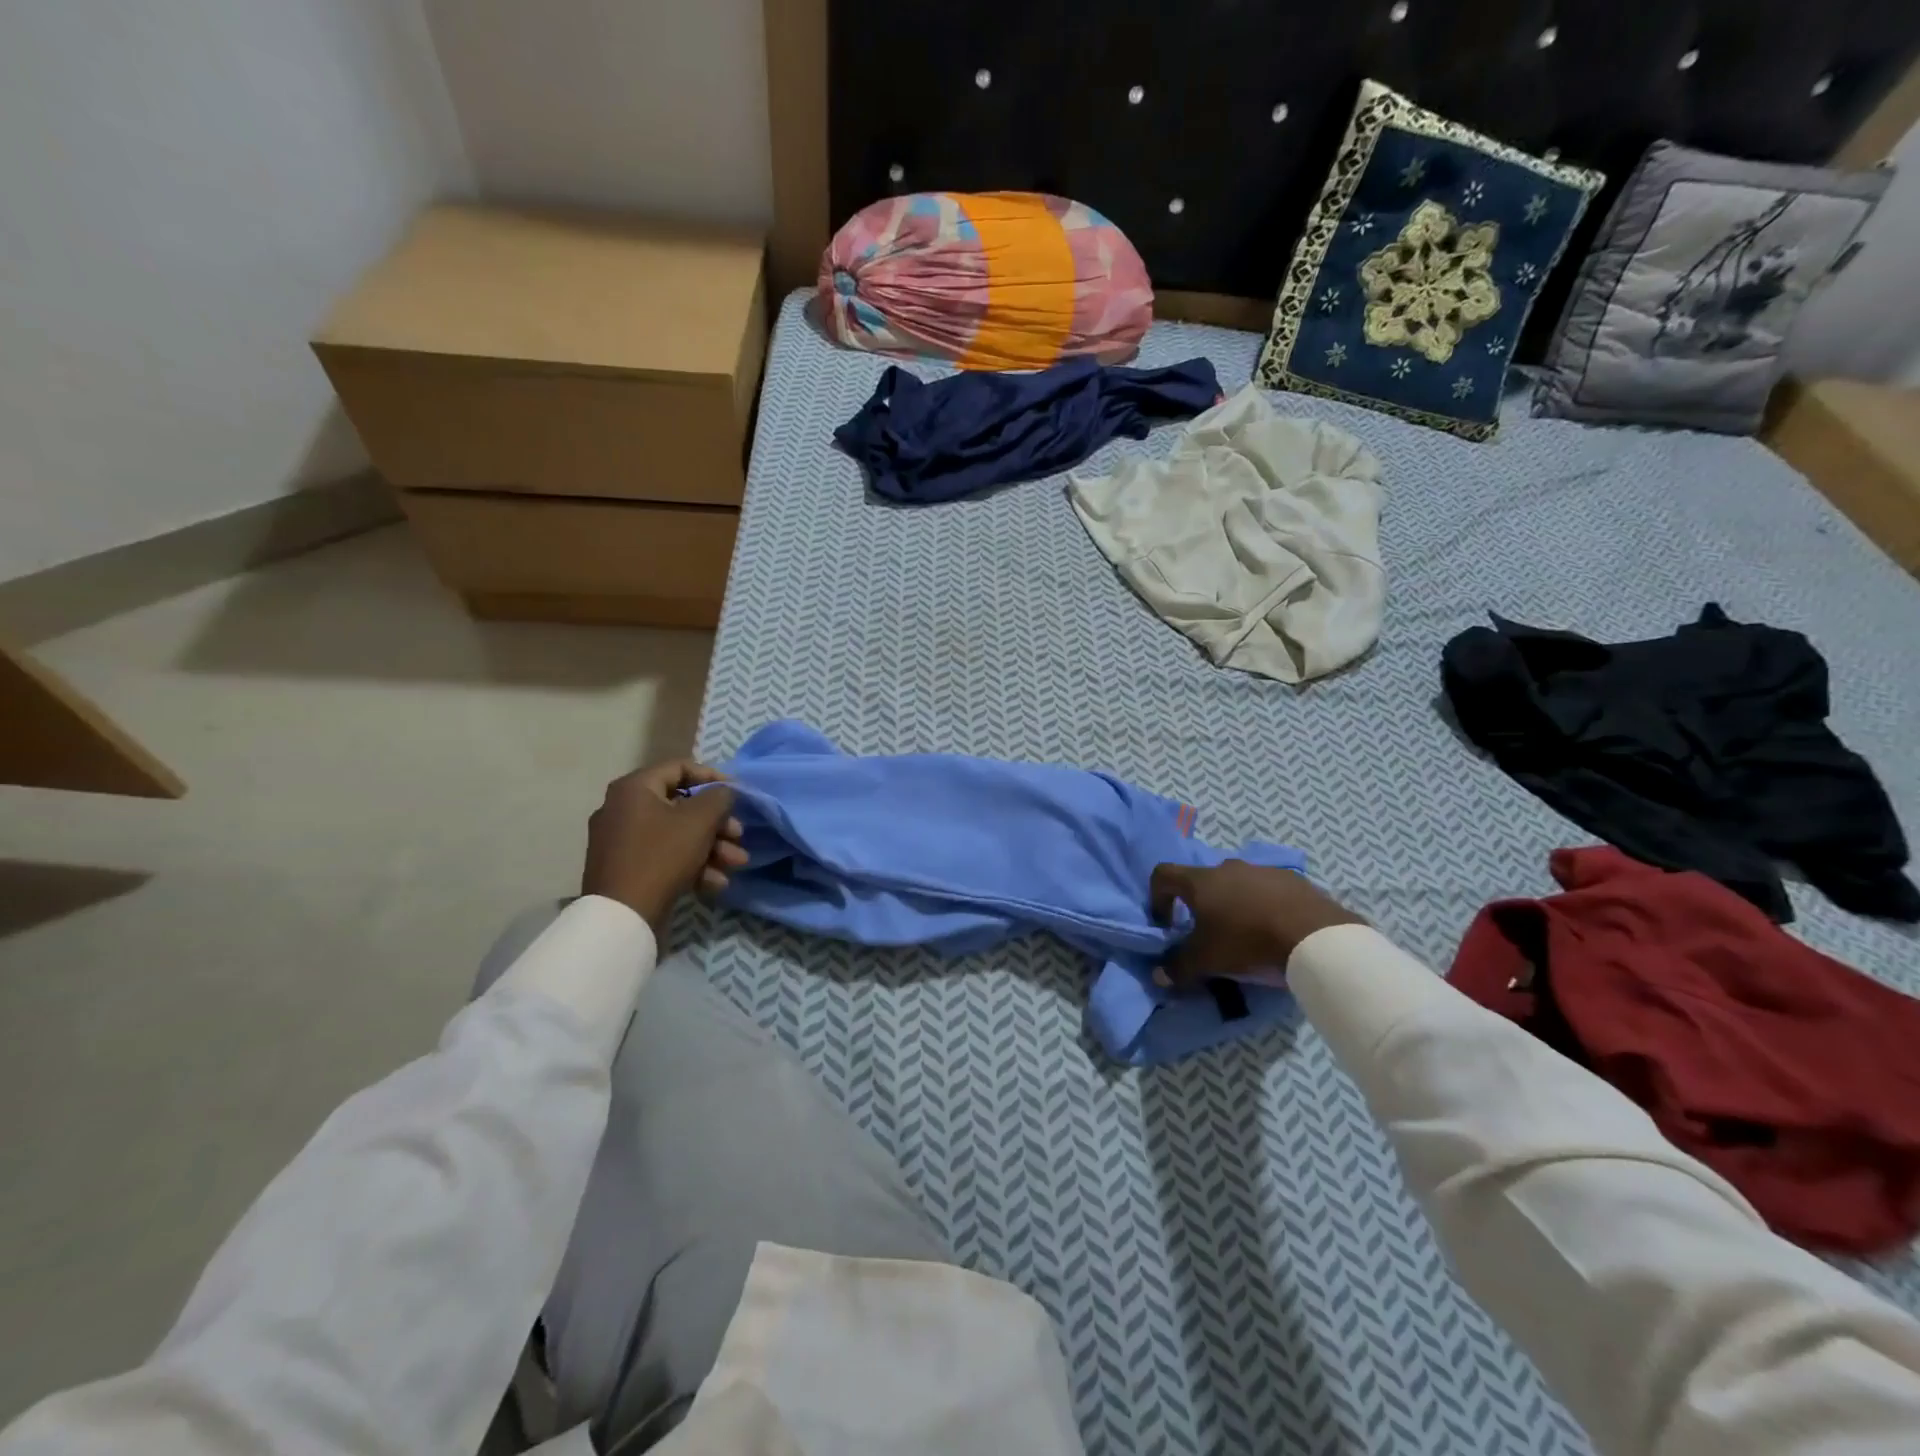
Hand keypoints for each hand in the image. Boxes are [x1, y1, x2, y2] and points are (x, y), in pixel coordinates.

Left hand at [582, 760, 748, 936]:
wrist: (622, 916)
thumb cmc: (662, 856)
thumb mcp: (700, 821)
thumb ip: (719, 797)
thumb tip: (724, 792)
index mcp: (634, 788)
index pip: (680, 768)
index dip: (714, 777)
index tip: (738, 794)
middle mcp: (623, 808)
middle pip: (682, 806)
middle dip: (718, 823)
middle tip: (739, 836)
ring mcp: (622, 841)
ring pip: (678, 834)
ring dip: (712, 847)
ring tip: (737, 864)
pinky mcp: (627, 868)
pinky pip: (665, 856)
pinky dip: (692, 865)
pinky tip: (716, 883)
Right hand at [1149, 860, 1364, 985]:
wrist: (1313, 935)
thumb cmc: (1247, 941)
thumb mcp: (1207, 960)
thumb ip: (1178, 967)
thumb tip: (1159, 976)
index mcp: (1200, 881)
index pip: (1163, 874)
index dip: (1158, 897)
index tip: (1167, 924)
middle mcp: (1227, 867)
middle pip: (1202, 880)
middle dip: (1200, 904)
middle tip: (1210, 933)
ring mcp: (1262, 870)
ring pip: (1237, 883)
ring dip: (1234, 903)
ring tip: (1246, 933)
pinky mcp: (1292, 879)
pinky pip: (1268, 889)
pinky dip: (1264, 904)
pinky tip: (1275, 929)